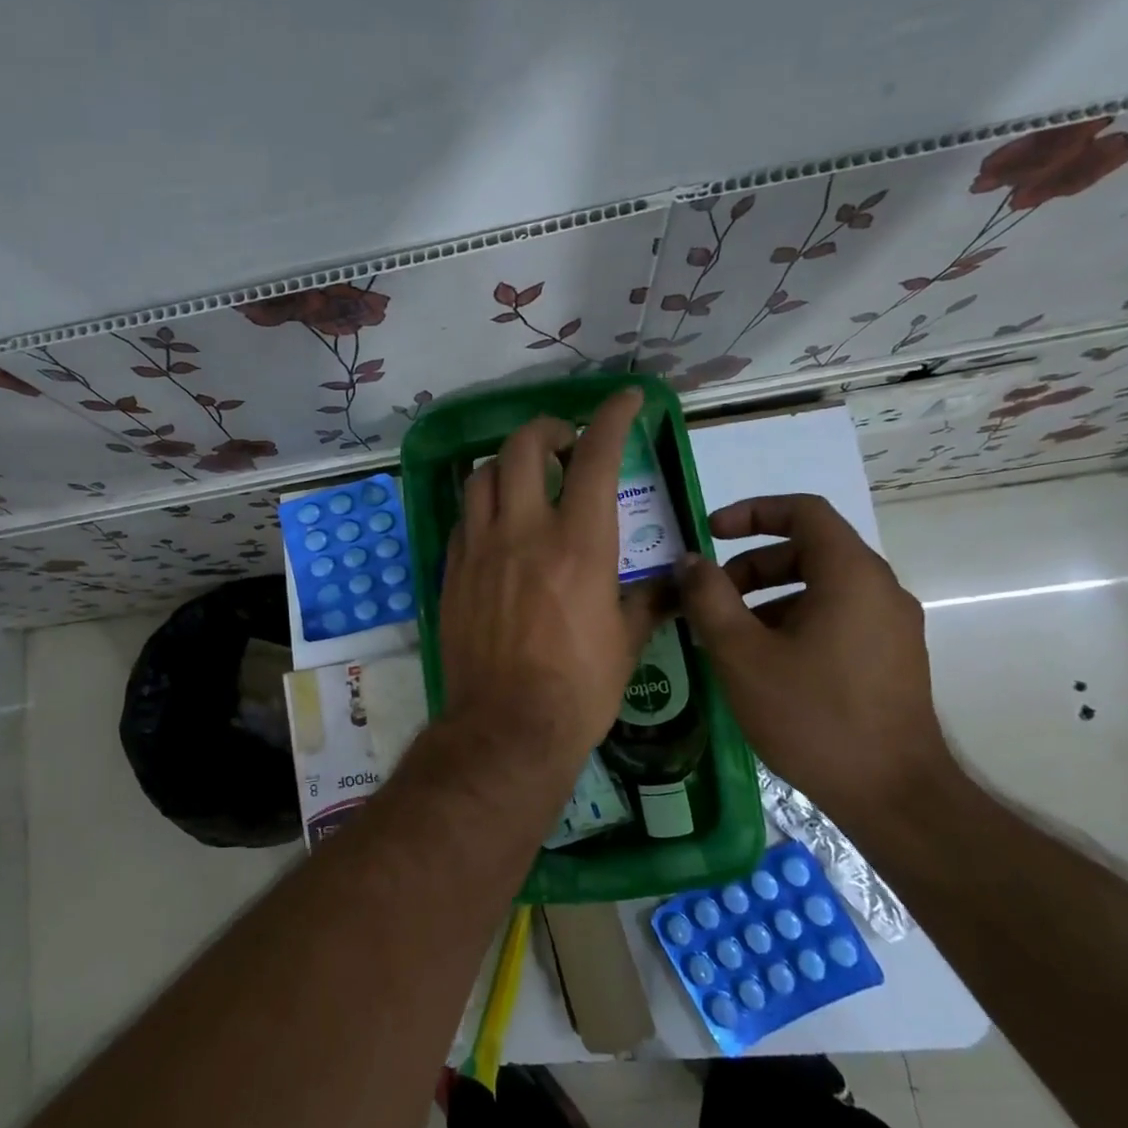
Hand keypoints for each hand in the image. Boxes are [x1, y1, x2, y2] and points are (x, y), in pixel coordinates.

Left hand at [438, 389, 663, 788]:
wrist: (507, 728)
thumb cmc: (579, 688)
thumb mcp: (628, 642)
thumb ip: (649, 600)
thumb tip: (674, 583)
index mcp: (579, 544)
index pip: (595, 456)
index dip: (612, 416)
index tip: (625, 400)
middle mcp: (523, 533)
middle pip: (522, 447)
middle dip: (546, 430)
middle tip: (564, 444)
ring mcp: (479, 550)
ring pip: (480, 476)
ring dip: (506, 462)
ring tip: (524, 476)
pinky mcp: (453, 572)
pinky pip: (462, 519)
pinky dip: (482, 506)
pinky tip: (496, 524)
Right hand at [674, 494, 951, 820]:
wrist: (893, 796)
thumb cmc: (812, 715)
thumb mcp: (741, 654)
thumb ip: (709, 598)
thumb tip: (690, 561)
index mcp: (851, 575)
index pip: (803, 511)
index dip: (751, 512)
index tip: (709, 533)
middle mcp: (880, 590)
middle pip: (809, 550)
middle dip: (750, 565)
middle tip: (709, 598)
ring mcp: (891, 626)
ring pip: (820, 587)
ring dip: (767, 597)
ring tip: (727, 637)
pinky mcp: (891, 658)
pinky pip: (835, 617)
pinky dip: (793, 621)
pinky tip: (762, 664)